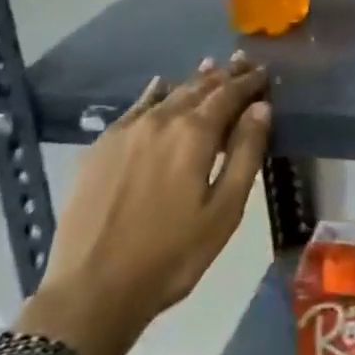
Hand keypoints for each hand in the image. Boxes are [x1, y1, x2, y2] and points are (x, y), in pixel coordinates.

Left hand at [19, 55, 270, 354]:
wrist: (91, 291)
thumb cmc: (170, 257)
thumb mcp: (224, 212)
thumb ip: (246, 154)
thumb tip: (261, 107)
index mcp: (195, 133)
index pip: (229, 94)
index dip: (248, 82)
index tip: (263, 72)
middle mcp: (161, 119)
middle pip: (199, 87)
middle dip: (223, 75)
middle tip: (242, 63)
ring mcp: (127, 130)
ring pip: (168, 94)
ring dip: (193, 81)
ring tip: (210, 69)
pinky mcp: (101, 146)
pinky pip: (136, 106)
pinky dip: (156, 93)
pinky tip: (160, 87)